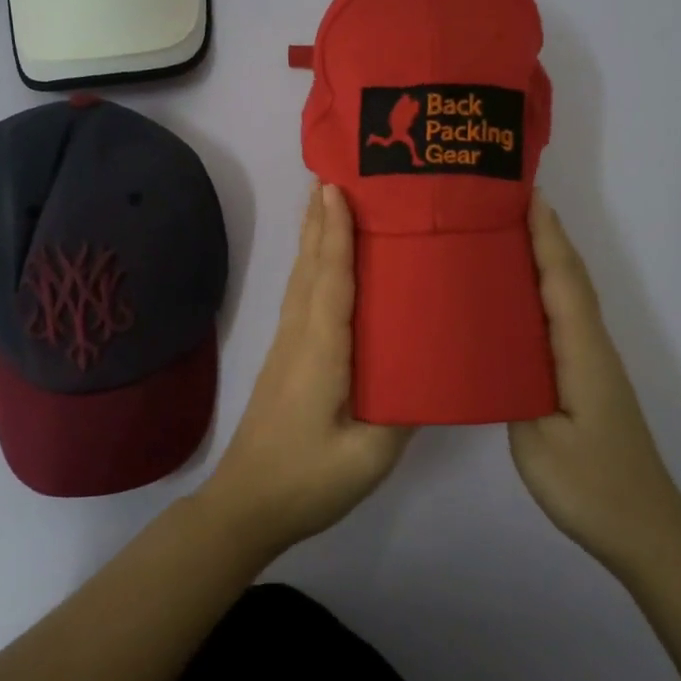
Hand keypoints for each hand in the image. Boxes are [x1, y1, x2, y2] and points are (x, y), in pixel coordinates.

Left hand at [198, 183, 408, 555]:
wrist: (246, 506)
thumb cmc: (308, 480)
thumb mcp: (370, 456)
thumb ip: (404, 411)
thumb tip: (434, 369)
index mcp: (322, 352)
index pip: (331, 279)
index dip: (335, 233)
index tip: (337, 188)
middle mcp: (300, 336)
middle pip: (310, 266)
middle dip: (320, 219)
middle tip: (333, 175)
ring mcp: (287, 346)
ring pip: (301, 279)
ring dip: (312, 237)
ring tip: (324, 201)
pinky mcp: (286, 359)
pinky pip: (301, 297)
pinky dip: (311, 266)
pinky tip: (321, 263)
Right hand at [509, 193, 680, 572]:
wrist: (645, 530)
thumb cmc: (590, 486)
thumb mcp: (536, 441)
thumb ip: (510, 388)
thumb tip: (489, 351)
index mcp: (581, 352)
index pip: (563, 280)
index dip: (546, 235)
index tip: (525, 194)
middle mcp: (592, 347)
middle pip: (571, 278)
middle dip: (546, 235)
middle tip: (504, 203)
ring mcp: (592, 364)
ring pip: (569, 297)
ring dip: (545, 259)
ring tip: (505, 236)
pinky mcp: (586, 380)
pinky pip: (563, 320)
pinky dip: (544, 292)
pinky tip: (517, 299)